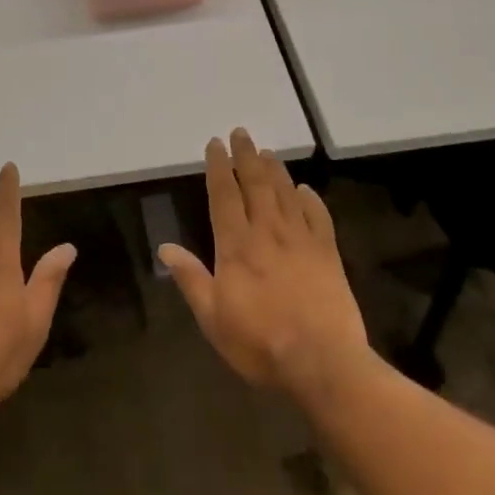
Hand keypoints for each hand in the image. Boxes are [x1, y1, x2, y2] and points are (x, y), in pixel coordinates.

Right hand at [159, 129, 369, 398]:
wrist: (321, 362)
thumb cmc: (259, 343)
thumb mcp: (212, 317)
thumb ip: (191, 278)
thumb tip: (165, 247)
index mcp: (236, 245)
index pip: (224, 195)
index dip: (218, 167)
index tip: (215, 144)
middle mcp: (268, 232)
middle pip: (256, 184)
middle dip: (246, 156)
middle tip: (241, 133)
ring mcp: (301, 240)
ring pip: (285, 193)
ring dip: (275, 170)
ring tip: (267, 152)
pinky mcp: (328, 253)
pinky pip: (318, 216)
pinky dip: (310, 199)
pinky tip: (305, 190)